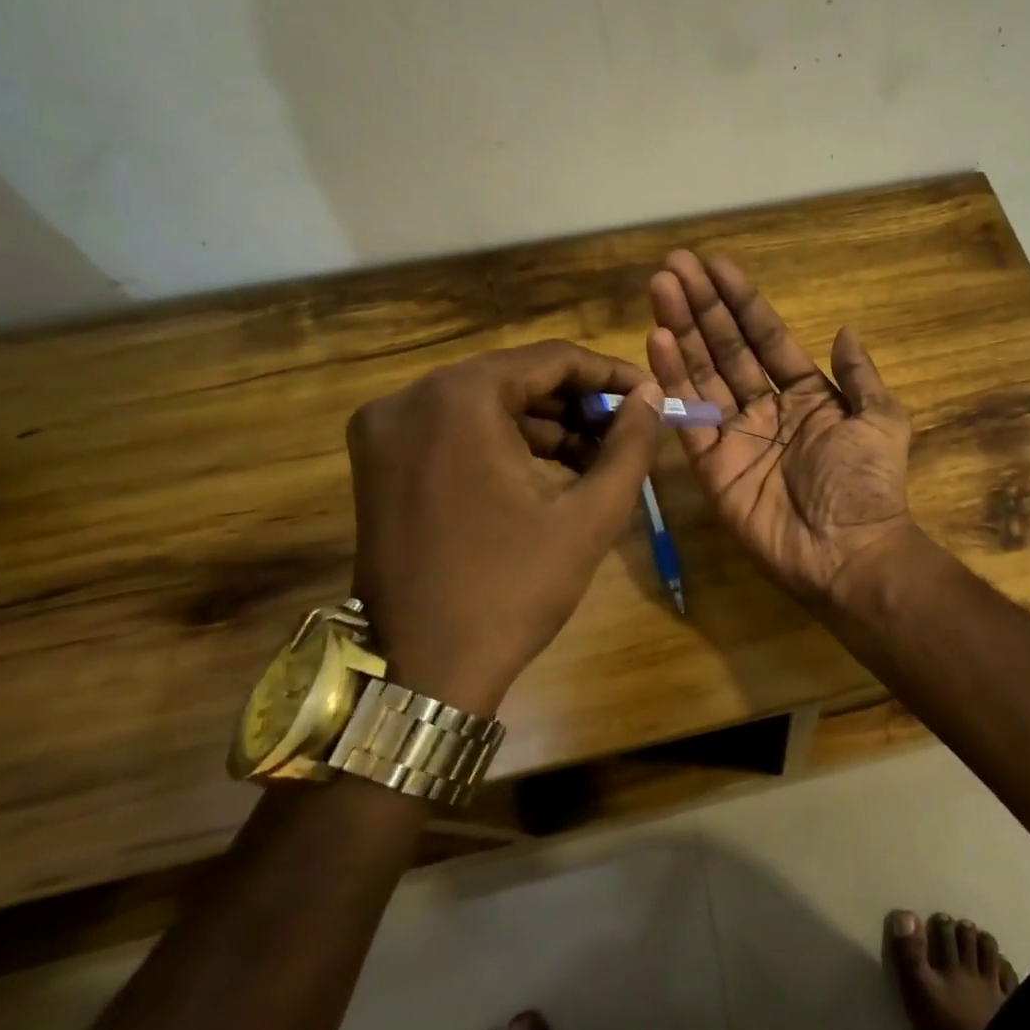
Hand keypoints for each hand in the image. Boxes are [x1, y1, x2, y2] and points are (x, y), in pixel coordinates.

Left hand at [345, 341, 662, 714]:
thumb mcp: (590, 514)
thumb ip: (630, 445)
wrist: (424, 669)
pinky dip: (504, 444)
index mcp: (458, 399)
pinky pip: (454, 433)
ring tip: (596, 459)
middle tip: (626, 432)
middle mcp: (409, 400)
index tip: (649, 397)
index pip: (550, 359)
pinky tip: (548, 474)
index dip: (609, 374)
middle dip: (577, 404)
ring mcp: (384, 432)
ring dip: (544, 426)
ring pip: (484, 406)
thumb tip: (652, 395)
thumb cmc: (514, 587)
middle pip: (514, 379)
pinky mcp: (377, 464)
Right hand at [647, 250, 916, 605]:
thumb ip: (860, 376)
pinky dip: (672, 381)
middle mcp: (766, 409)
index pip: (767, 338)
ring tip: (660, 288)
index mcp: (807, 395)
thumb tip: (845, 330)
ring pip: (703, 375)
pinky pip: (689, 418)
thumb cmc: (868, 484)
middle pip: (727, 349)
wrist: (849, 552)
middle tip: (674, 266)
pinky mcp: (711, 467)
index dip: (742, 302)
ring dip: (681, 332)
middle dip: (703, 307)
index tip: (716, 265)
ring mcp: (735, 437)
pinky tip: (657, 342)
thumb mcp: (881, 420)